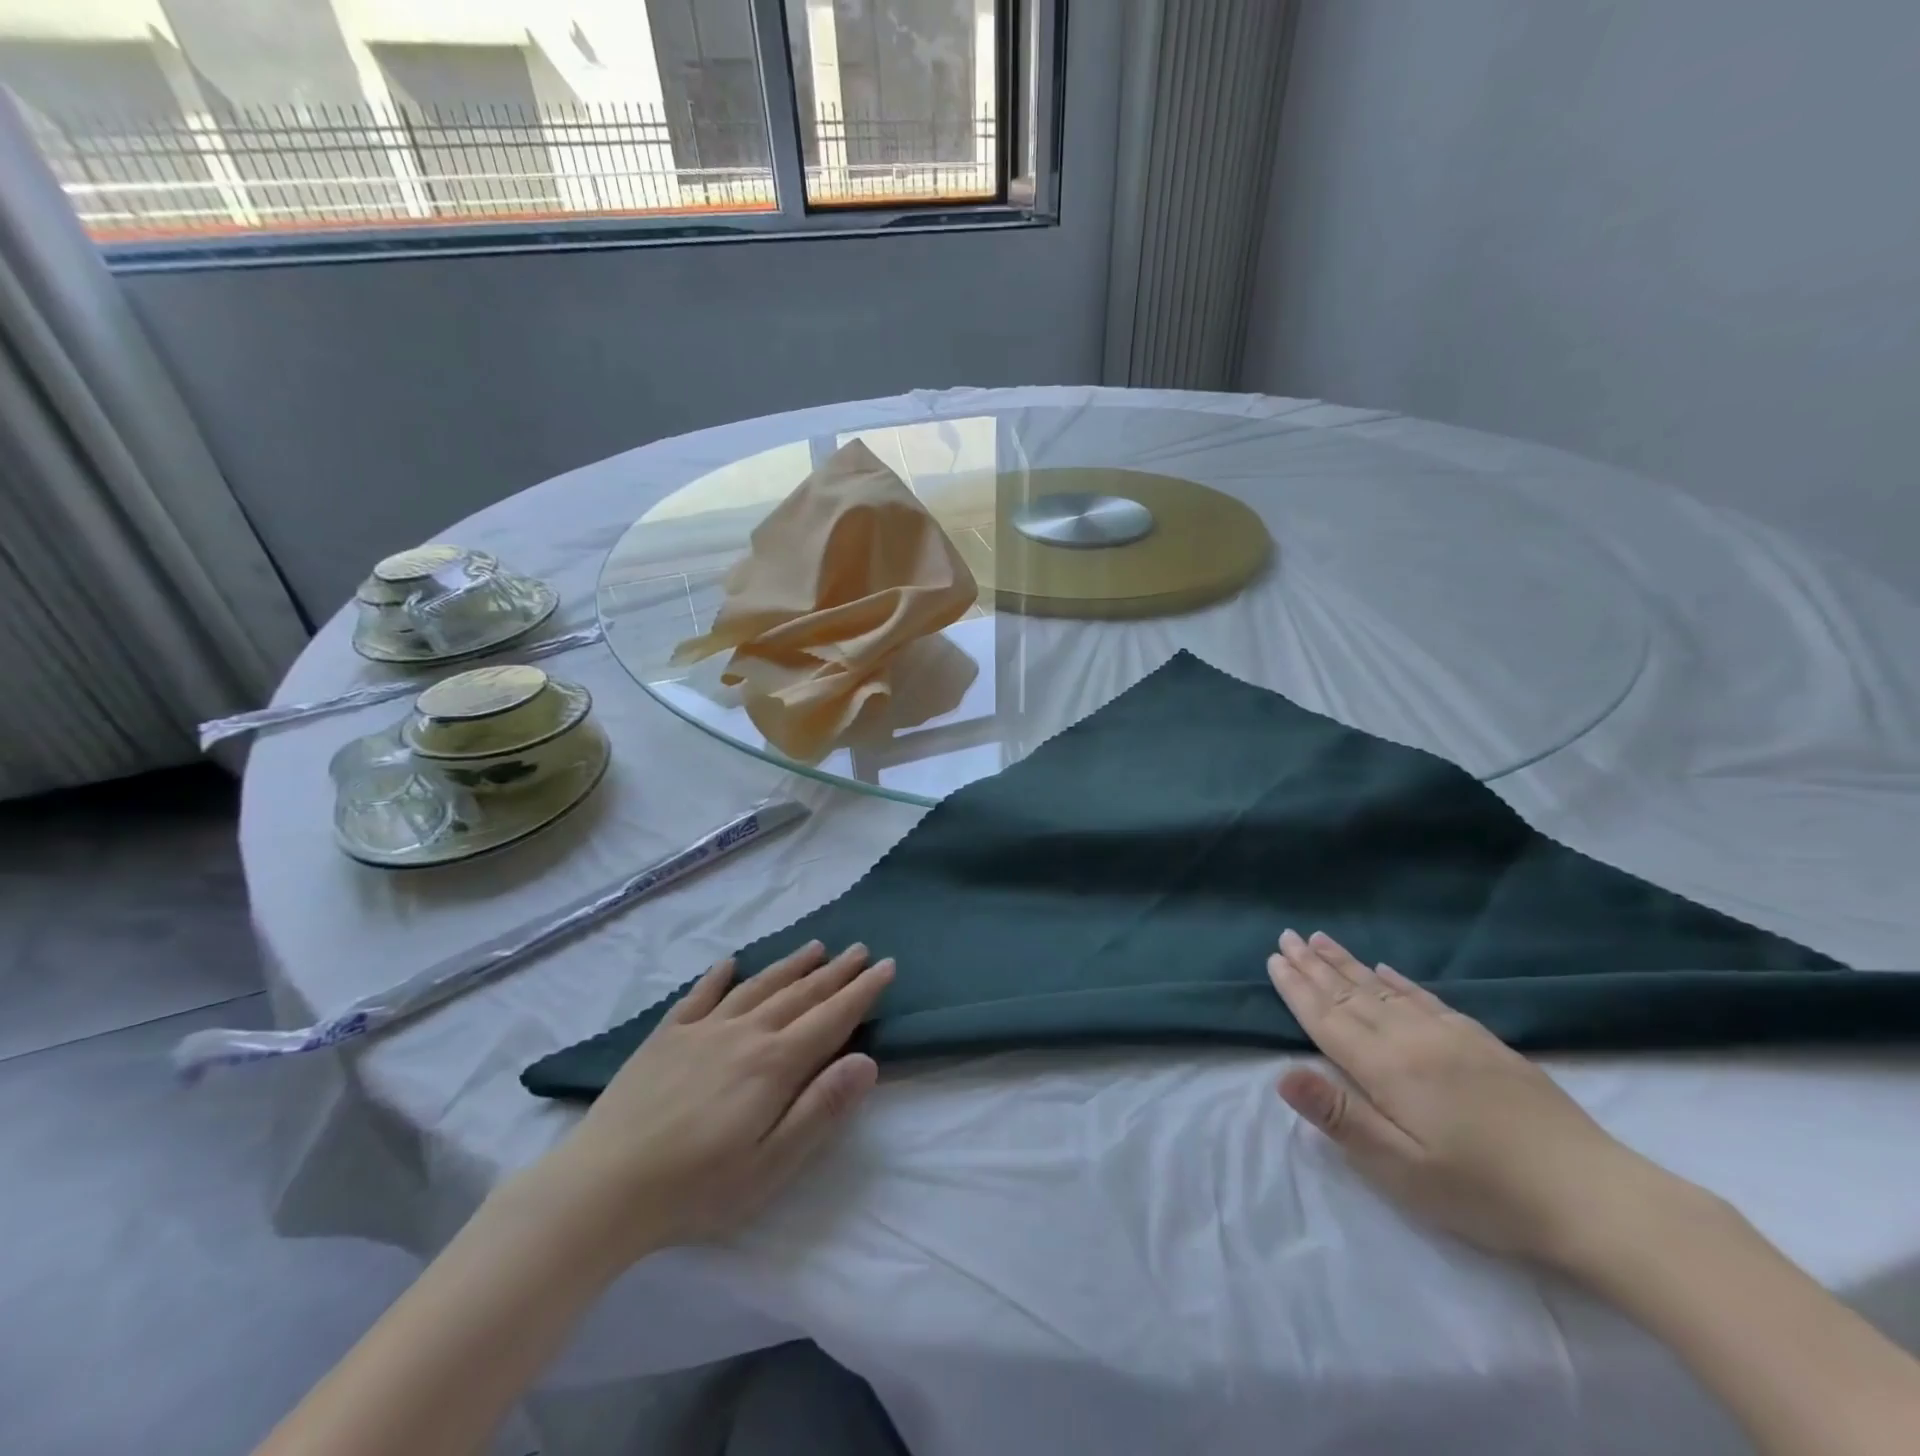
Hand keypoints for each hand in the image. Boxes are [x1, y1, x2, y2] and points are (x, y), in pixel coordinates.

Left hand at [521, 941, 892, 1267]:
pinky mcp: (665, 1037)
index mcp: (774, 1064)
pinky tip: (730, 962)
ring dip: (790, 966)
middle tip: (860, 950)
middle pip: (800, 994)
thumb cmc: (697, 1188)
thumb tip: (867, 1061)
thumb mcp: (772, 1163)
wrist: (602, 1187)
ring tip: (815, 947)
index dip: (862, 992)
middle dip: (835, 972)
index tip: (886, 966)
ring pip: (757, 986)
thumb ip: (821, 1108)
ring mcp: (702, 1030)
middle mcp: (744, 1033)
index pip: (831, 1018)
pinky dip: (718, 976)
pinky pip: (699, 996)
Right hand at [1268, 929, 1675, 1268]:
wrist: (1597, 1197)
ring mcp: (1452, 1036)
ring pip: (1384, 988)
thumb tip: (1282, 1074)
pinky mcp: (1484, 1043)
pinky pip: (1426, 997)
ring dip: (1347, 963)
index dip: (1297, 988)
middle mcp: (1412, 1038)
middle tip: (1288, 935)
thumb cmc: (1486, 1192)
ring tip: (1322, 939)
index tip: (1273, 959)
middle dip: (1314, 965)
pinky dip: (1398, 979)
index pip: (1327, 1018)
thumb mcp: (1403, 1170)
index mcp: (1387, 1067)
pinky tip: (1386, 969)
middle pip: (1351, 993)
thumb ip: (1341, 1118)